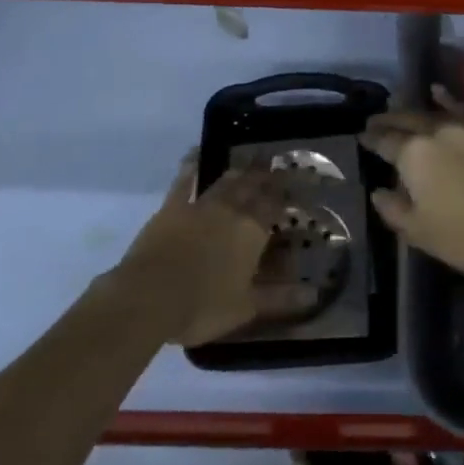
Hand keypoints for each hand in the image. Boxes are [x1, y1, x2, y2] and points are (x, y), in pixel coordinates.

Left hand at [118, 161, 316, 346]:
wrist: (148, 297)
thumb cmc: (202, 306)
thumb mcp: (246, 308)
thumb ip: (280, 298)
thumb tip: (315, 293)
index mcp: (252, 231)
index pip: (274, 206)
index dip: (285, 196)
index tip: (294, 187)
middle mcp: (231, 210)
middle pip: (252, 187)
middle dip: (265, 176)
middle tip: (274, 165)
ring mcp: (200, 205)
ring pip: (225, 181)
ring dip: (239, 171)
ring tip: (249, 163)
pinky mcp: (172, 208)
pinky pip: (184, 181)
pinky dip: (191, 167)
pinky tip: (195, 156)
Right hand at [361, 92, 463, 295]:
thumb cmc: (463, 238)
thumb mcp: (418, 231)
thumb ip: (392, 208)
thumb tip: (379, 191)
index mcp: (414, 154)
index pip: (385, 141)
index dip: (371, 139)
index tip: (361, 136)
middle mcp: (436, 132)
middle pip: (406, 120)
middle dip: (388, 120)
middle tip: (374, 121)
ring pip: (430, 113)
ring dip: (411, 111)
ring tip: (397, 107)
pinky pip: (460, 110)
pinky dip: (447, 100)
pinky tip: (437, 92)